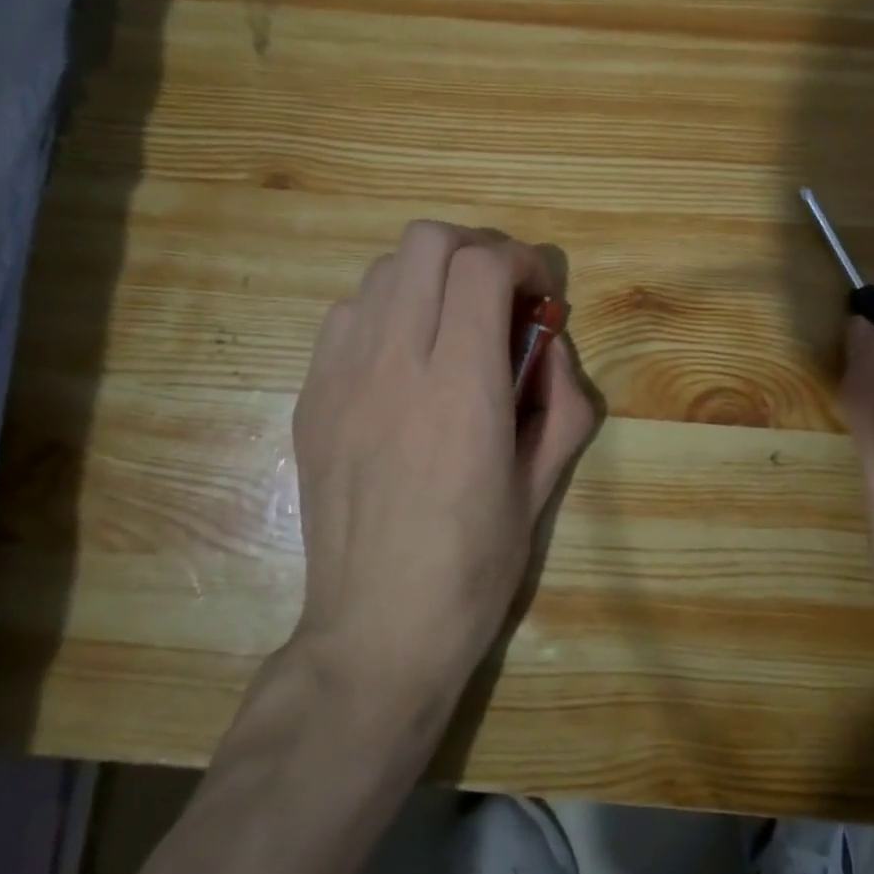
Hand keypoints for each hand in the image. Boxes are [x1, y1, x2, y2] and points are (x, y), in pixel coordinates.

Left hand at [285, 221, 596, 715]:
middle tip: (499, 294)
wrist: (376, 630)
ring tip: (451, 324)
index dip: (521, 260)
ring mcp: (341, 377)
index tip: (538, 293)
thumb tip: (548, 344)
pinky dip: (387, 310)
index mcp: (462, 389)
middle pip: (425, 243)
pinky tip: (404, 358)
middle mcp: (395, 365)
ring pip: (382, 271)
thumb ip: (562, 399)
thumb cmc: (474, 565)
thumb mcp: (544, 483)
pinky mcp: (311, 397)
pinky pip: (347, 315)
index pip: (482, 266)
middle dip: (475, 249)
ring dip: (429, 278)